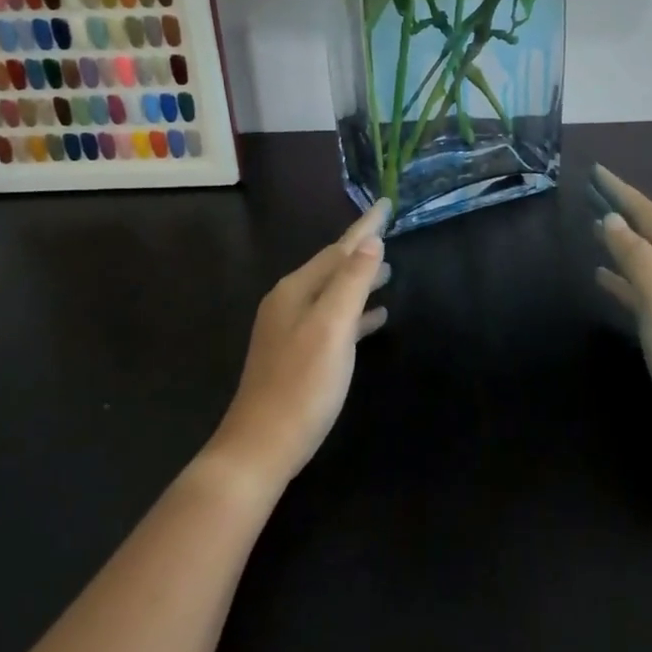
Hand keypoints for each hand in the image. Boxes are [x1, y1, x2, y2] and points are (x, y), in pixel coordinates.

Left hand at [211, 200, 391, 485]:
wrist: (260, 447)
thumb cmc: (302, 385)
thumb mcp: (332, 329)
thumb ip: (352, 283)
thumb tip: (371, 243)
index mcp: (296, 291)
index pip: (338, 249)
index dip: (365, 228)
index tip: (387, 204)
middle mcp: (289, 303)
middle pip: (332, 266)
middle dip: (362, 250)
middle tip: (391, 233)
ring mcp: (290, 329)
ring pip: (333, 293)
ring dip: (359, 280)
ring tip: (389, 272)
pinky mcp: (297, 354)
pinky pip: (332, 319)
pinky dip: (355, 312)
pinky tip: (376, 319)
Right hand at [592, 166, 651, 441]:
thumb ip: (636, 254)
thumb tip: (611, 220)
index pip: (650, 214)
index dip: (623, 192)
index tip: (597, 172)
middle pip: (648, 231)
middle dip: (622, 210)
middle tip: (592, 191)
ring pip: (642, 257)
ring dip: (619, 240)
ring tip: (592, 226)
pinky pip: (637, 287)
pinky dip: (620, 276)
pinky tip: (601, 275)